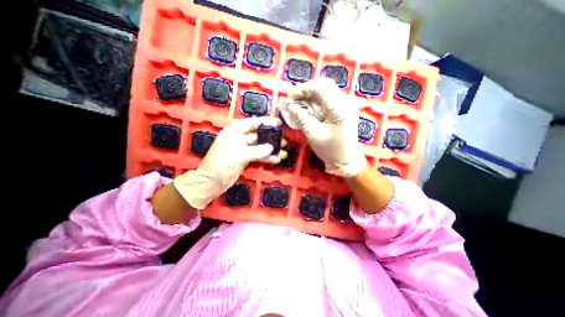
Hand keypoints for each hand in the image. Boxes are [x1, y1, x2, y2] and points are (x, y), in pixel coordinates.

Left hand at [174, 118, 287, 208]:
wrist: (212, 182)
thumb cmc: (222, 164)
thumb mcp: (240, 155)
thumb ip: (257, 151)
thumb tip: (272, 148)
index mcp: (234, 132)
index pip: (252, 123)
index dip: (265, 122)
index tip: (278, 123)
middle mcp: (239, 138)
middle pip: (258, 135)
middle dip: (271, 138)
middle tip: (283, 141)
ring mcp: (243, 149)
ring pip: (260, 147)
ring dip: (271, 150)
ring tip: (284, 153)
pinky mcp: (245, 158)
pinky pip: (258, 156)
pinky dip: (266, 158)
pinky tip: (276, 160)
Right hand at [281, 77, 365, 176]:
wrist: (347, 161)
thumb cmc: (331, 150)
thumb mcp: (313, 134)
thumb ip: (300, 116)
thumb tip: (286, 103)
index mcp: (340, 108)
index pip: (320, 88)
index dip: (303, 89)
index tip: (289, 95)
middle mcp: (344, 102)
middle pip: (323, 87)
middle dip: (305, 92)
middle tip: (292, 99)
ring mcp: (344, 106)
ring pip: (324, 94)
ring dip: (308, 98)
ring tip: (296, 104)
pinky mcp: (341, 111)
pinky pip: (326, 102)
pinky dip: (314, 104)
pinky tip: (305, 109)